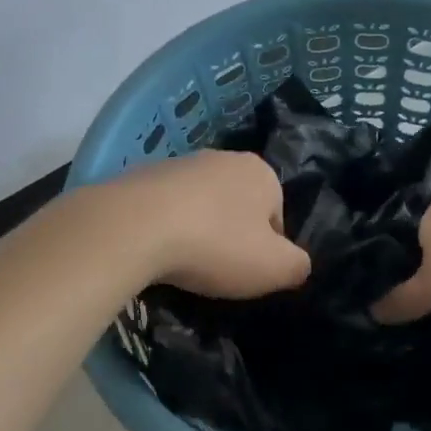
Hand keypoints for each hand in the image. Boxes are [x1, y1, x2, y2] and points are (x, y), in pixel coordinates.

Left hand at [113, 150, 310, 298]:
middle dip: (231, 236)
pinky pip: (163, 210)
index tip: (248, 273)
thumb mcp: (275, 268)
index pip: (277, 216)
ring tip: (182, 264)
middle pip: (238, 207)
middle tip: (217, 270)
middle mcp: (222, 158)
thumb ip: (297, 266)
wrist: (132, 227)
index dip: (267, 250)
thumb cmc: (216, 245)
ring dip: (196, 232)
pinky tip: (154, 252)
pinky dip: (163, 229)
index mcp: (261, 172)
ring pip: (200, 207)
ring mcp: (178, 164)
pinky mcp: (139, 176)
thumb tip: (297, 264)